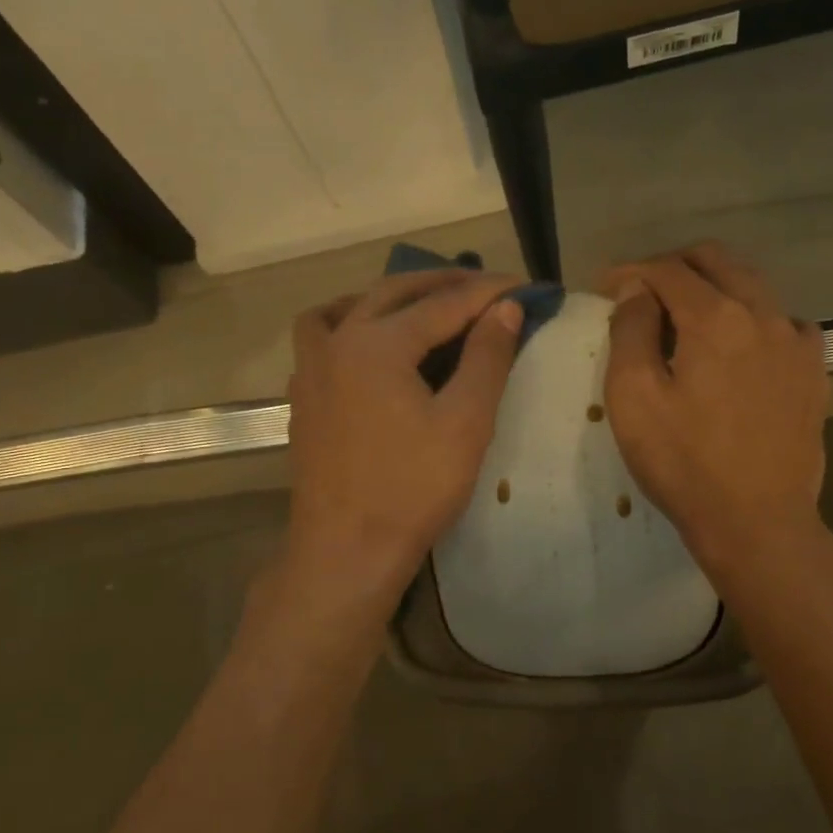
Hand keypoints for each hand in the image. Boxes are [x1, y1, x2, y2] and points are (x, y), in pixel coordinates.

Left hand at [281, 268, 523, 615]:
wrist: (347, 550)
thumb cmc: (412, 490)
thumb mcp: (465, 423)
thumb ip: (487, 358)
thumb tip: (506, 307)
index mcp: (377, 344)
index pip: (445, 303)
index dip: (490, 293)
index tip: (527, 287)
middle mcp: (338, 342)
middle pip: (395, 293)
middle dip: (445, 282)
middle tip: (488, 287)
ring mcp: (312, 368)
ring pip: (350, 307)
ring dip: (392, 296)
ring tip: (424, 305)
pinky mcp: (305, 396)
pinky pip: (322, 336)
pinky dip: (350, 323)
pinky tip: (370, 345)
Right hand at [602, 243, 827, 574]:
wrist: (757, 522)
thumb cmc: (684, 463)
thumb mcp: (634, 398)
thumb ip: (631, 331)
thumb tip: (637, 290)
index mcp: (715, 318)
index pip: (668, 270)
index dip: (631, 271)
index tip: (605, 286)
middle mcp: (764, 314)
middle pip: (717, 261)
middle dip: (675, 265)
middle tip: (643, 289)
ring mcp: (797, 342)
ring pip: (754, 287)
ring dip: (715, 288)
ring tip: (687, 316)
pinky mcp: (814, 372)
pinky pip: (784, 323)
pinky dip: (754, 320)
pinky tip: (741, 348)